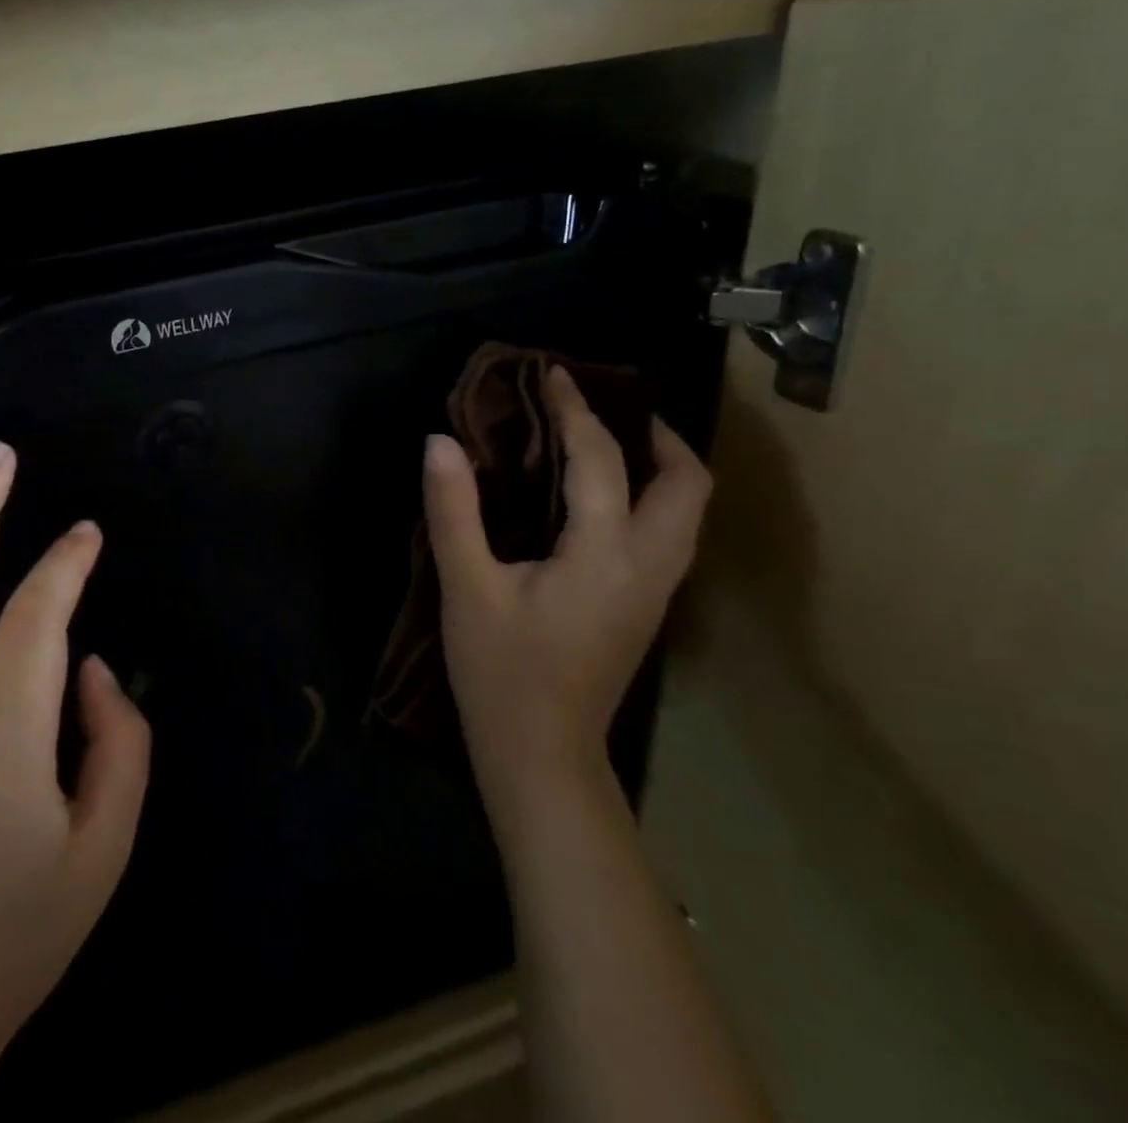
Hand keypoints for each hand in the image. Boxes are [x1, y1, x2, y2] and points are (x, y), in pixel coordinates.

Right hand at [422, 366, 711, 824]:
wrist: (541, 753)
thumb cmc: (500, 670)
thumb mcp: (466, 586)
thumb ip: (454, 510)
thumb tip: (440, 441)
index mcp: (604, 554)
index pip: (601, 460)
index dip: (576, 411)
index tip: (553, 374)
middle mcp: (648, 566)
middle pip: (687, 484)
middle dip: (655, 435)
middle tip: (604, 410)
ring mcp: (656, 591)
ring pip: (687, 512)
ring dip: (659, 466)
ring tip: (609, 443)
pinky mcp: (646, 608)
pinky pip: (669, 533)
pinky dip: (650, 497)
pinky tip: (603, 499)